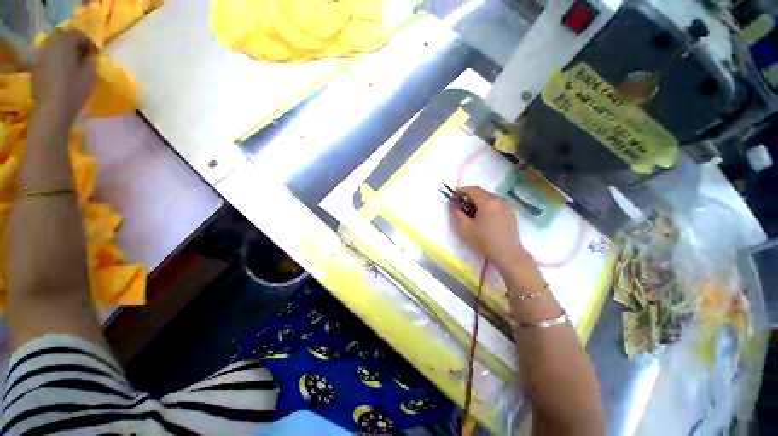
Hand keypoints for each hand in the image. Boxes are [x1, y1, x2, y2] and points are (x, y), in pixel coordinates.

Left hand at [31, 29, 96, 130]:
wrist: (52, 110)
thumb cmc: (73, 91)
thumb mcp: (89, 76)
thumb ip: (90, 61)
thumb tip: (89, 56)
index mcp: (65, 44)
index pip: (78, 34)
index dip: (88, 42)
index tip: (95, 55)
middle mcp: (51, 45)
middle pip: (62, 35)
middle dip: (73, 43)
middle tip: (82, 55)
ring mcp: (41, 56)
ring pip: (53, 45)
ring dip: (63, 50)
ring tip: (71, 62)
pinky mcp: (36, 67)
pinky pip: (47, 56)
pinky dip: (55, 58)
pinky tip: (61, 69)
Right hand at [449, 186, 529, 267]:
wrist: (508, 254)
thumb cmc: (484, 241)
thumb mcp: (465, 228)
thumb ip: (456, 213)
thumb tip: (453, 204)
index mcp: (488, 202)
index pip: (472, 189)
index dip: (461, 190)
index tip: (453, 195)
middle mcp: (499, 200)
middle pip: (481, 192)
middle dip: (469, 196)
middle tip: (460, 204)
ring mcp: (507, 206)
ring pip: (489, 197)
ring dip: (478, 201)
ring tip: (471, 211)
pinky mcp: (510, 213)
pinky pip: (495, 203)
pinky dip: (486, 205)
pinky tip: (482, 217)